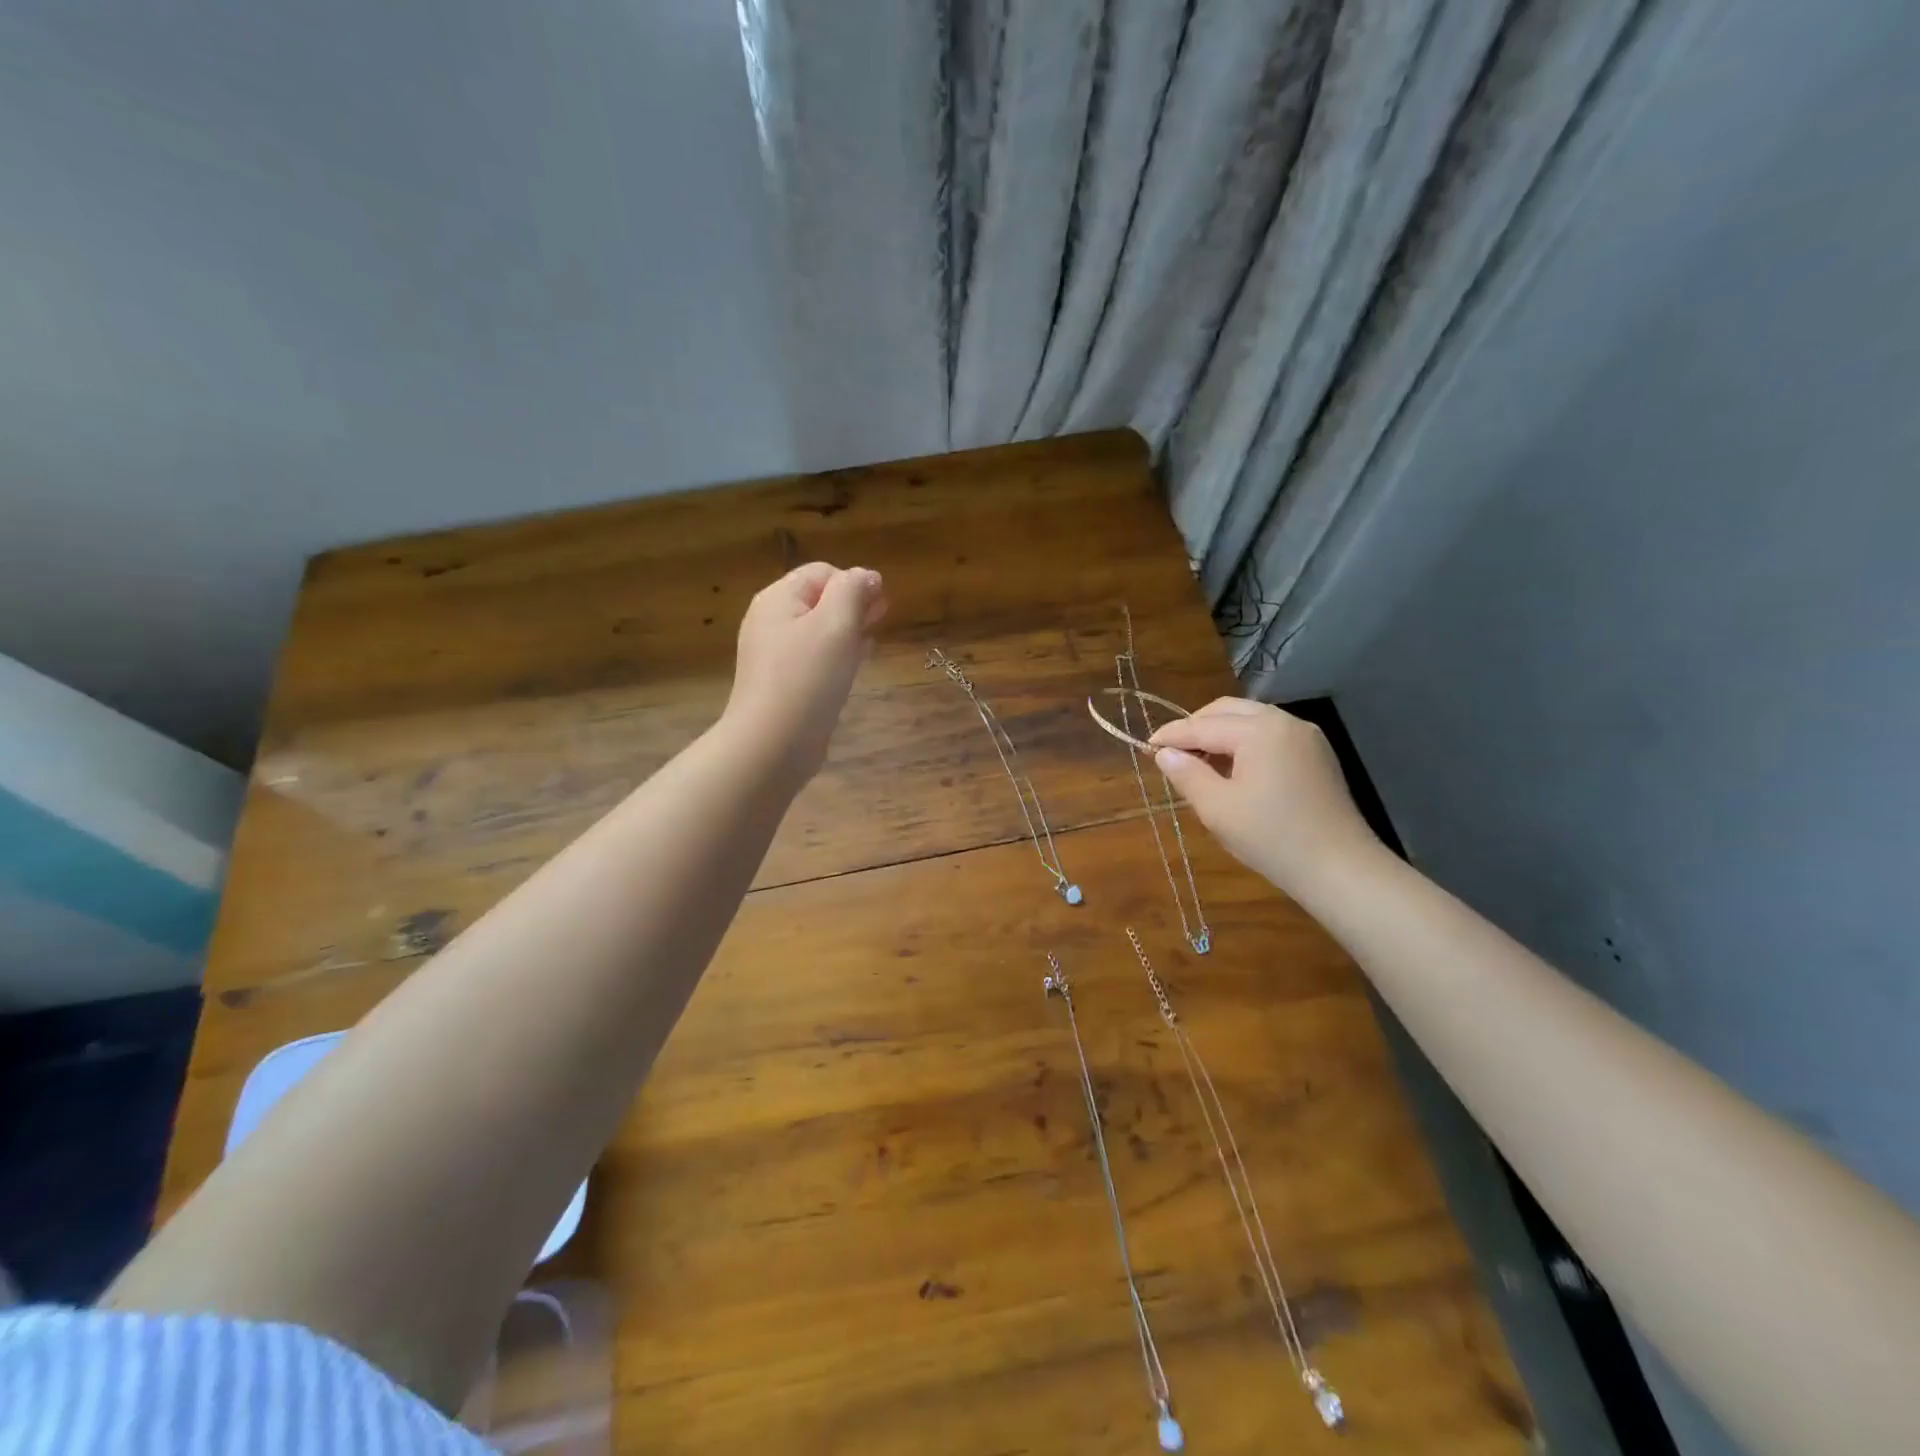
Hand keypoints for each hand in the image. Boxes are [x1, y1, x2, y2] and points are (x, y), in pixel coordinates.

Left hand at [722, 562, 887, 779]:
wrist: (773, 744)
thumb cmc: (807, 677)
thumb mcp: (836, 623)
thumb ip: (853, 591)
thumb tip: (867, 576)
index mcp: (778, 599)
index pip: (822, 572)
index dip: (854, 582)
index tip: (880, 604)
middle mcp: (771, 622)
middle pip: (818, 600)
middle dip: (852, 604)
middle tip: (883, 616)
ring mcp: (774, 656)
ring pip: (817, 632)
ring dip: (846, 631)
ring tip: (871, 640)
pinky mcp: (782, 685)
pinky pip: (813, 660)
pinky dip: (835, 657)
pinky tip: (852, 667)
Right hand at [1149, 698, 1380, 897]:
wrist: (1340, 869)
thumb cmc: (1272, 838)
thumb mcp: (1218, 809)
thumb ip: (1187, 775)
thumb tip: (1165, 754)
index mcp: (1259, 731)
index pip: (1202, 726)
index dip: (1171, 736)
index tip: (1146, 746)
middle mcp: (1284, 721)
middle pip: (1227, 710)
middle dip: (1196, 726)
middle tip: (1171, 752)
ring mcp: (1305, 735)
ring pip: (1251, 719)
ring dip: (1220, 733)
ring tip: (1198, 761)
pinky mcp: (1316, 753)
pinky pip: (1270, 734)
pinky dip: (1244, 741)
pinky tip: (1232, 768)